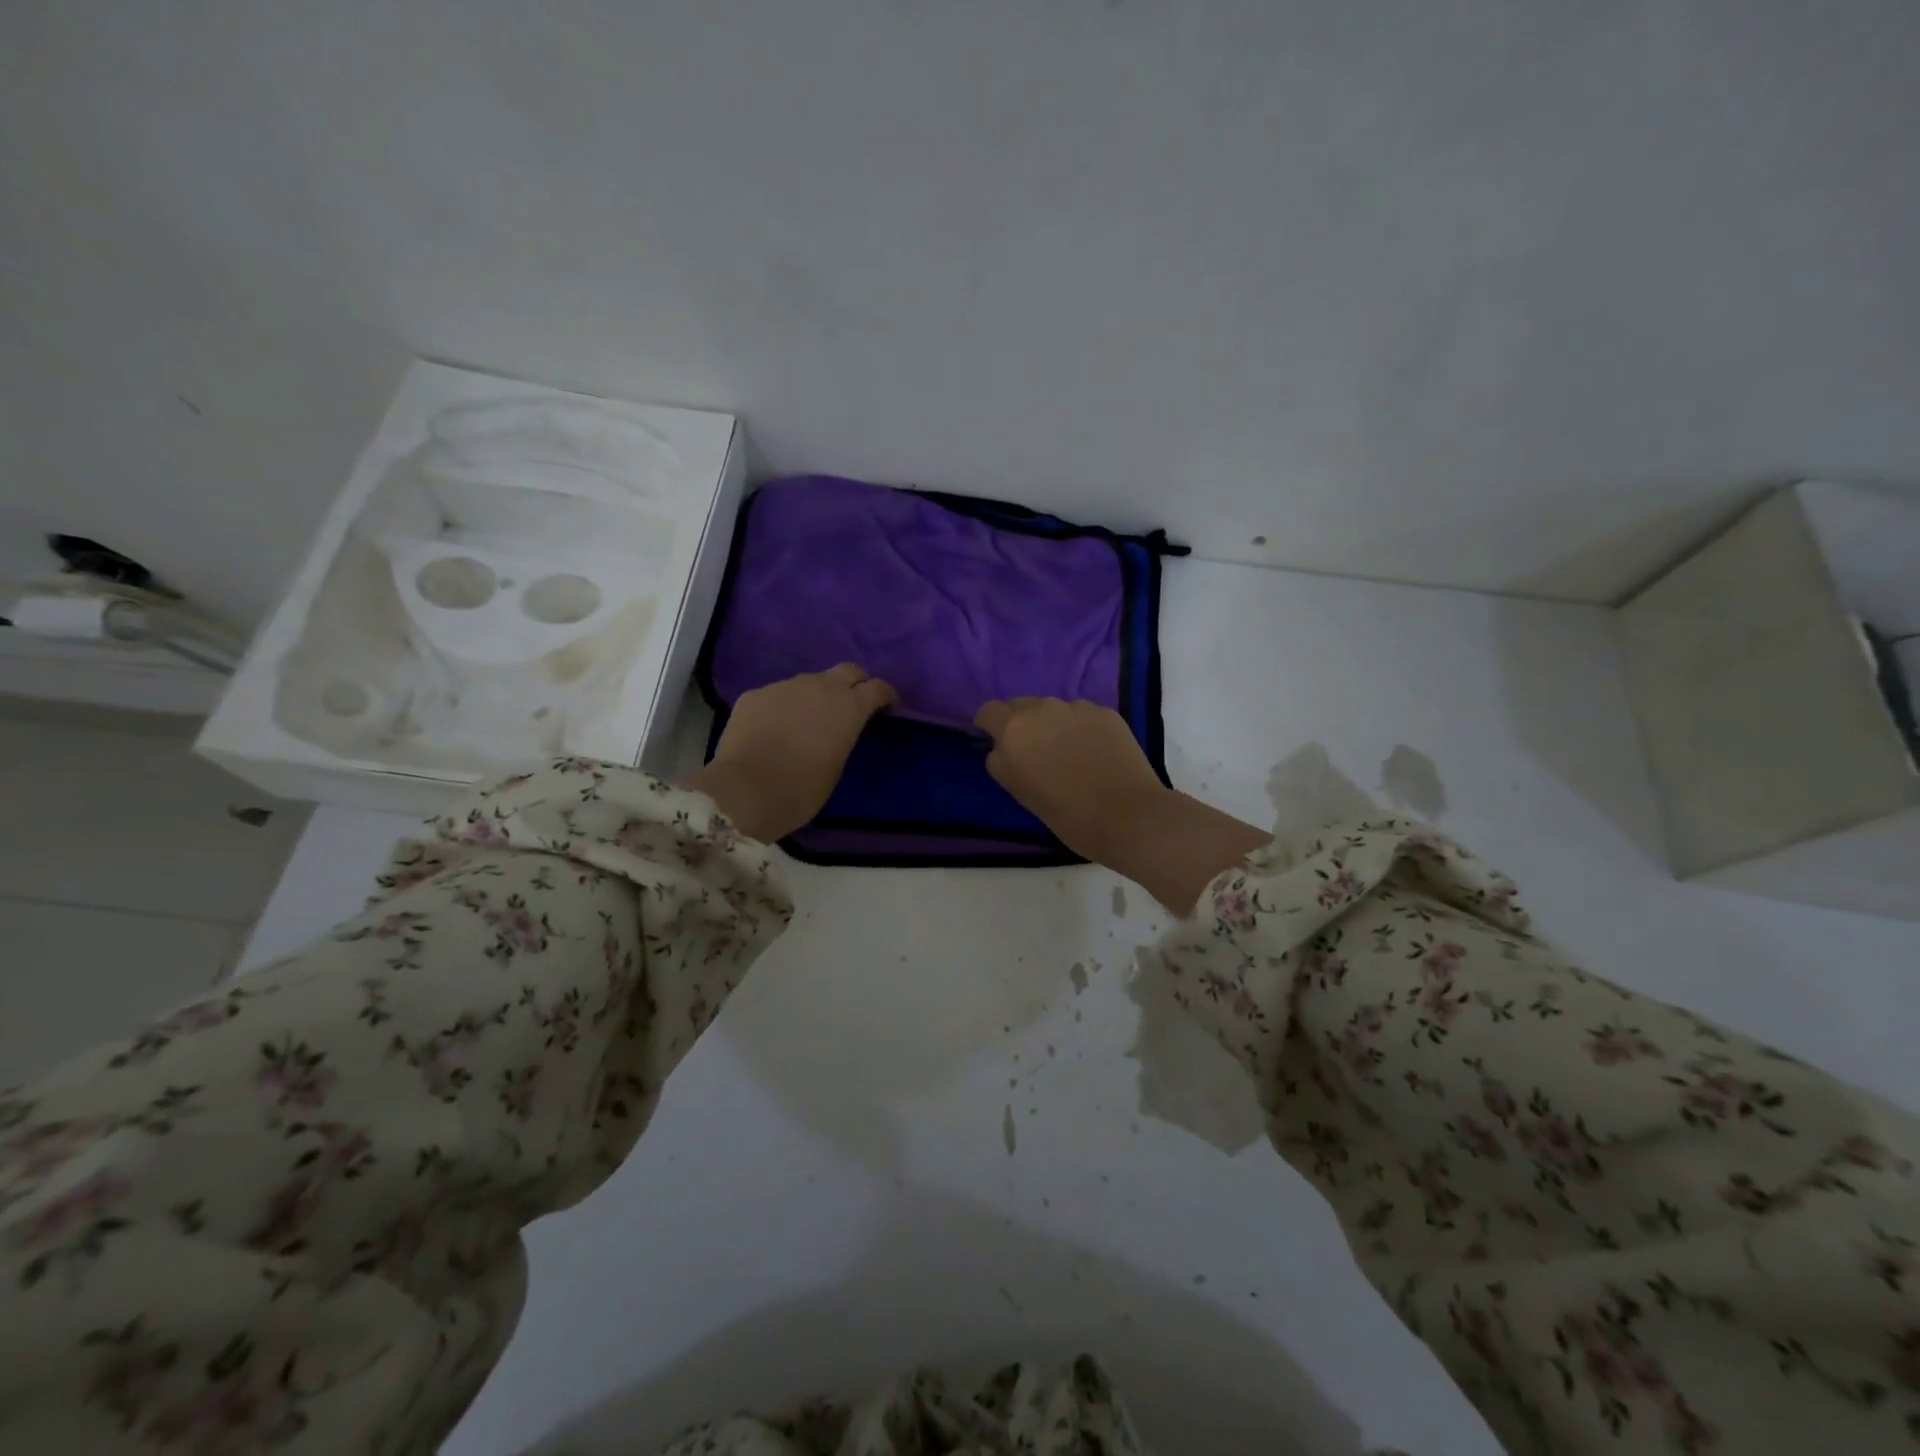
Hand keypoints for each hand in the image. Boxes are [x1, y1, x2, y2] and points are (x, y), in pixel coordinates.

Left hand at [695, 664, 897, 842]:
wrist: (745, 790)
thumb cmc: (802, 789)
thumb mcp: (837, 766)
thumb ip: (843, 737)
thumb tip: (839, 730)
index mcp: (848, 706)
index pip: (878, 687)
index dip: (886, 696)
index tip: (889, 707)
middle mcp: (819, 686)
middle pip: (847, 671)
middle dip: (855, 683)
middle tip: (852, 704)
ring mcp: (784, 686)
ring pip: (809, 682)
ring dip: (816, 695)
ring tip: (808, 720)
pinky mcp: (754, 694)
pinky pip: (778, 694)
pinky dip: (784, 706)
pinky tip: (775, 728)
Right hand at [974, 696, 1269, 913]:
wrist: (1126, 815)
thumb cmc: (1065, 813)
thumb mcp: (1018, 791)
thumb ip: (1002, 761)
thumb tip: (1001, 747)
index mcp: (1014, 729)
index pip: (990, 711)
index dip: (989, 724)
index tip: (995, 739)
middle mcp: (1043, 708)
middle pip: (1021, 705)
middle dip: (1021, 722)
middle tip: (1033, 751)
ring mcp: (1077, 707)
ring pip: (1054, 709)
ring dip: (1053, 724)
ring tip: (1068, 753)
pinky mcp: (1106, 712)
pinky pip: (1082, 714)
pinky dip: (1081, 728)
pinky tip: (1094, 752)